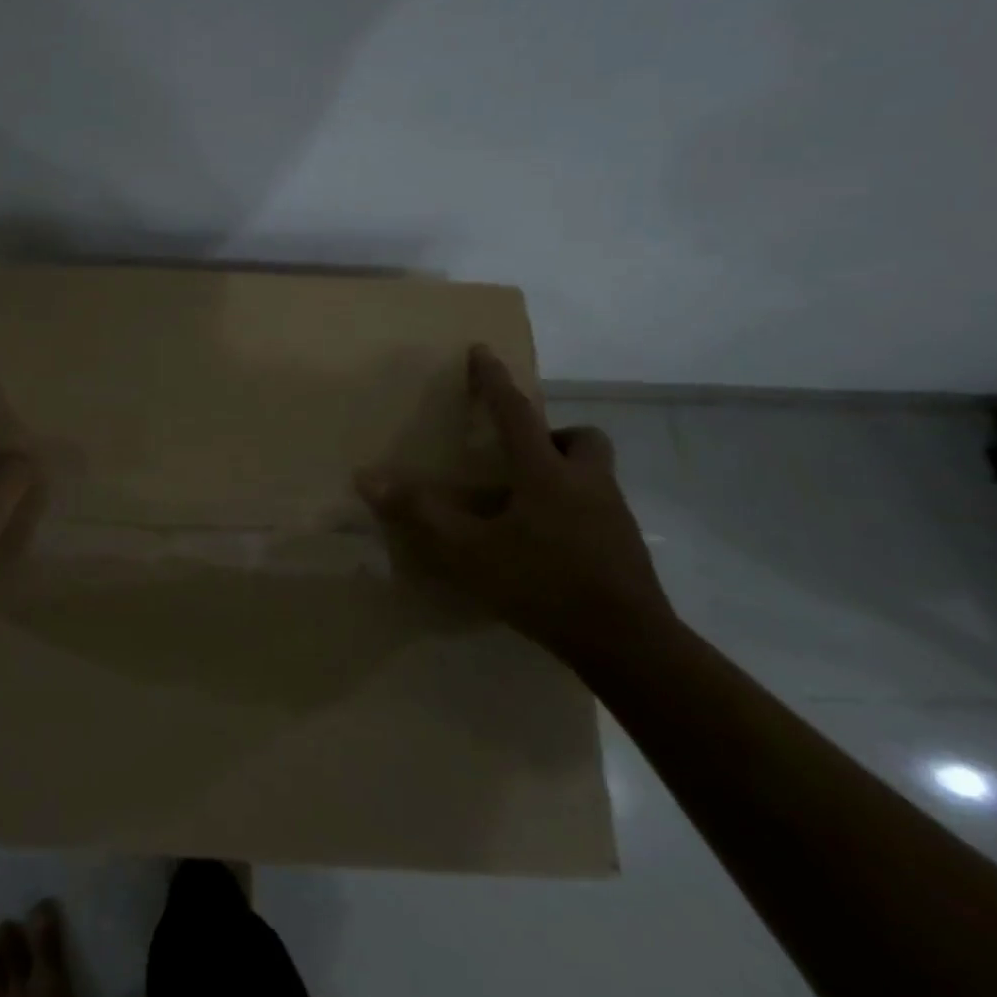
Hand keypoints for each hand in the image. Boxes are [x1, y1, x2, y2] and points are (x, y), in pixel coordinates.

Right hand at [356, 344, 673, 670]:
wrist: (630, 646)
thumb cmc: (543, 584)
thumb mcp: (469, 551)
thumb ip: (420, 512)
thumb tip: (367, 477)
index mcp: (547, 472)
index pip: (517, 412)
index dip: (494, 380)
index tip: (482, 350)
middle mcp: (586, 483)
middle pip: (583, 438)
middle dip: (554, 435)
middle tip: (522, 454)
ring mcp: (614, 516)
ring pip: (594, 474)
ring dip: (564, 472)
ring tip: (526, 503)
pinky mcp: (626, 547)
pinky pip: (598, 509)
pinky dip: (572, 510)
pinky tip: (546, 543)